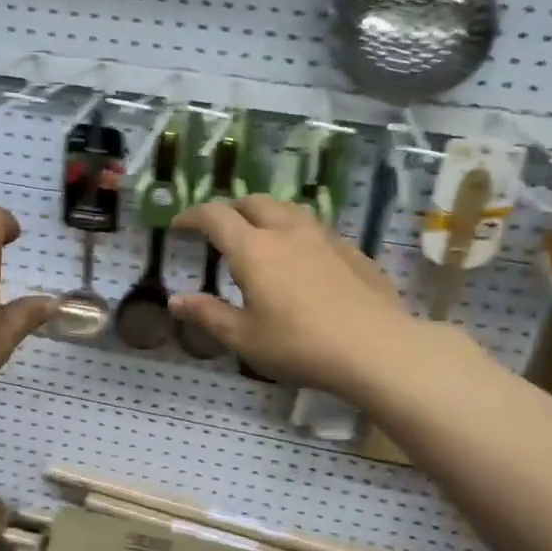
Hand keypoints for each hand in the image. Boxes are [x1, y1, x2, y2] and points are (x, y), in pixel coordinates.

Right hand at [169, 195, 421, 396]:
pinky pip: (316, 229)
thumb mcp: (244, 338)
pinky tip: (302, 258)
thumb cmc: (299, 345)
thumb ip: (208, 315)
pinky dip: (297, 233)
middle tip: (220, 230)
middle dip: (231, 209)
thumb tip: (175, 301)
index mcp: (254, 250)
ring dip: (266, 214)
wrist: (375, 348)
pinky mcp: (352, 251)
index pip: (215, 216)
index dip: (193, 215)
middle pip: (254, 202)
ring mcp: (324, 238)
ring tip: (260, 236)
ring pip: (289, 209)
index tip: (179, 225)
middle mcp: (287, 232)